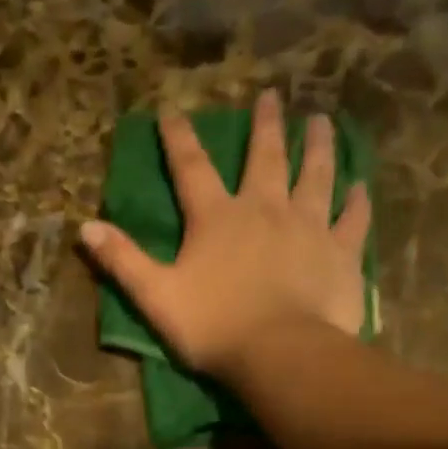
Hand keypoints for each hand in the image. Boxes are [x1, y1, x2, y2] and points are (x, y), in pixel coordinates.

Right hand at [80, 92, 370, 376]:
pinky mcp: (341, 252)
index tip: (172, 110)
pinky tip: (362, 185)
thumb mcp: (154, 295)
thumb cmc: (212, 326)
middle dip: (264, 125)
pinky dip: (358, 200)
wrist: (280, 353)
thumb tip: (85, 226)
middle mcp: (264, 209)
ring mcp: (309, 227)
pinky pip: (353, 218)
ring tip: (321, 121)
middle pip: (266, 157)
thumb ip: (122, 260)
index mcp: (216, 219)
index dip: (179, 138)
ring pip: (316, 175)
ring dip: (318, 146)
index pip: (192, 168)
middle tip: (271, 96)